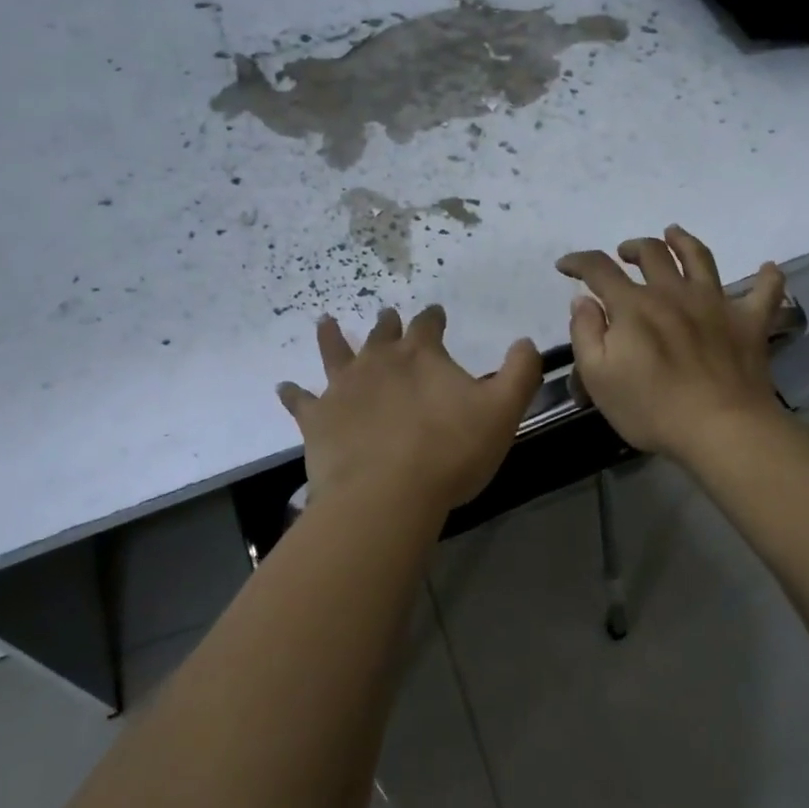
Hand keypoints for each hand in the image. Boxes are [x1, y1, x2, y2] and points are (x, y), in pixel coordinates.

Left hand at [277, 306, 542, 515]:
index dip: (433, 317)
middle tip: (387, 317)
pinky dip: (292, 394)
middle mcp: (379, 360)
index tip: (436, 313)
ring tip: (324, 321)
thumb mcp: (502, 411)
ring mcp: (344, 387)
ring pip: (335, 352)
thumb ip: (519, 372)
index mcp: (422, 355)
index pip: (428, 324)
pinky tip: (283, 388)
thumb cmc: (449, 452)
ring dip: (331, 337)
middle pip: (382, 334)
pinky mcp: (317, 418)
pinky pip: (301, 401)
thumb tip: (525, 341)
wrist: (386, 494)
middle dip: (388, 324)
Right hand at [557, 225, 787, 462]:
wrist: (721, 429)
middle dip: (633, 248)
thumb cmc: (651, 408)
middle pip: (652, 253)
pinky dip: (769, 278)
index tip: (565, 266)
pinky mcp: (749, 323)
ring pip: (700, 258)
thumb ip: (585, 333)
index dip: (578, 262)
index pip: (599, 269)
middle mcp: (673, 293)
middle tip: (624, 254)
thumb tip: (584, 300)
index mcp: (633, 306)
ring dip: (684, 241)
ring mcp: (715, 304)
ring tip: (674, 233)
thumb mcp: (598, 377)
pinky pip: (766, 293)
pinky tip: (769, 268)